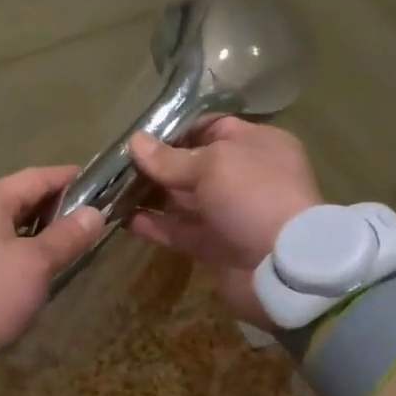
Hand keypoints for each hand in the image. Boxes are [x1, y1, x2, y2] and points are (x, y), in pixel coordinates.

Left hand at [0, 165, 104, 352]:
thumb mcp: (37, 264)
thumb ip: (67, 236)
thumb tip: (94, 214)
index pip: (35, 177)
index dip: (68, 179)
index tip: (96, 183)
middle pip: (15, 199)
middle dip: (50, 208)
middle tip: (83, 221)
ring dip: (30, 231)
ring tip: (59, 246)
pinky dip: (9, 248)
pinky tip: (25, 267)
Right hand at [125, 118, 323, 325]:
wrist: (283, 267)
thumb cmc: (254, 196)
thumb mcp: (213, 164)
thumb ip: (170, 158)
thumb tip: (135, 142)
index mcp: (256, 145)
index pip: (212, 128)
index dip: (177, 130)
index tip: (141, 136)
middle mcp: (244, 177)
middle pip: (193, 165)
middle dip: (157, 164)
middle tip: (116, 164)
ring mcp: (229, 214)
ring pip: (183, 200)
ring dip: (150, 195)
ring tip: (112, 189)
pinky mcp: (215, 246)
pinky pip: (179, 231)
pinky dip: (154, 225)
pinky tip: (124, 219)